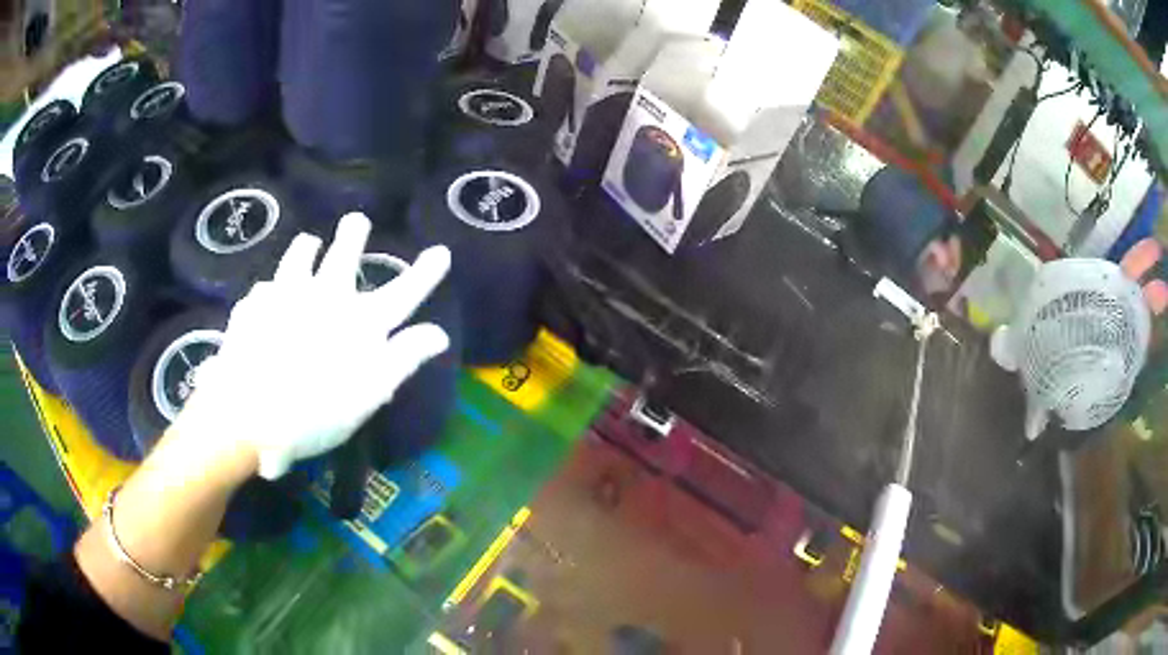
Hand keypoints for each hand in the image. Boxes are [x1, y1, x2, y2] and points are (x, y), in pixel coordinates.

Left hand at [178, 213, 451, 479]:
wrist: (249, 413)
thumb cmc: (315, 412)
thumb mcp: (369, 394)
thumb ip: (403, 358)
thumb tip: (439, 333)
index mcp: (359, 322)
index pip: (402, 292)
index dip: (424, 272)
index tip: (440, 251)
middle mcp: (325, 297)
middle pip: (344, 256)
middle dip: (353, 235)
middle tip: (356, 220)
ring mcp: (285, 294)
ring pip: (299, 257)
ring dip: (307, 247)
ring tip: (309, 242)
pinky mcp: (253, 304)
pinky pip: (265, 287)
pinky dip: (271, 288)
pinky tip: (267, 296)